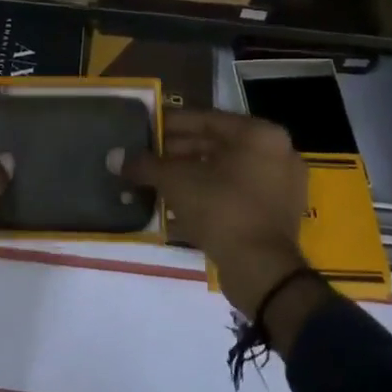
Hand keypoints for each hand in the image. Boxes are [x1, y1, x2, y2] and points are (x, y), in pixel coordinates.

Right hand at [118, 111, 316, 328]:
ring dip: (189, 176)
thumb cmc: (221, 209)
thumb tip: (113, 157)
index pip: (206, 119)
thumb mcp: (175, 181)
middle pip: (216, 145)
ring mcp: (279, 186)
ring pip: (224, 172)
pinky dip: (206, 196)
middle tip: (146, 158)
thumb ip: (145, 165)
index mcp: (259, 134)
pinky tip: (175, 207)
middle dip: (177, 153)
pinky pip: (234, 195)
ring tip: (155, 182)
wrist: (262, 271)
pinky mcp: (275, 215)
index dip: (171, 124)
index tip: (146, 128)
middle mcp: (276, 153)